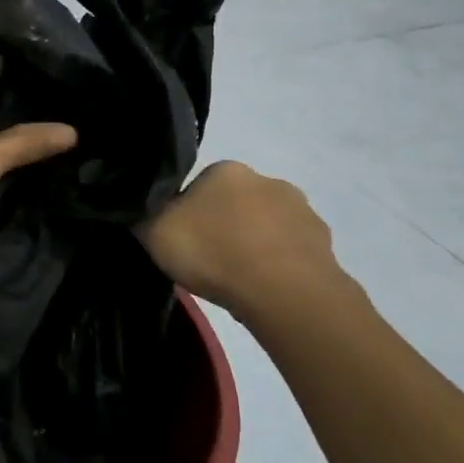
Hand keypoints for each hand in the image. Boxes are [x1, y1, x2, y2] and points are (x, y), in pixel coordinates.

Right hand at [139, 161, 348, 319]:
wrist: (284, 292)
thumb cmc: (214, 252)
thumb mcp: (154, 232)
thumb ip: (143, 214)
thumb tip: (139, 206)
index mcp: (226, 169)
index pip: (198, 185)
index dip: (185, 212)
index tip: (181, 239)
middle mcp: (267, 179)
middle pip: (234, 203)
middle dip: (222, 225)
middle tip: (207, 260)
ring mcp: (301, 211)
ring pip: (265, 226)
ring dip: (252, 244)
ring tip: (237, 279)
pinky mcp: (323, 243)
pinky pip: (290, 251)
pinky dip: (277, 265)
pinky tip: (263, 288)